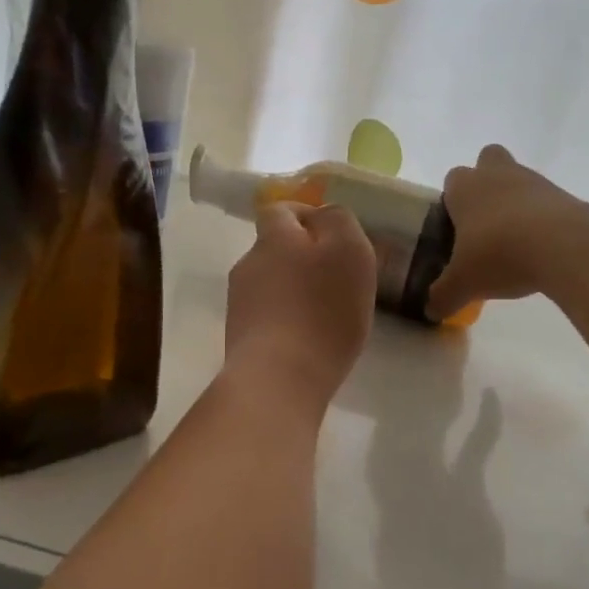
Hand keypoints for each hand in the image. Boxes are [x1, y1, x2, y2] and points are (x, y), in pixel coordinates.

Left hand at [225, 202, 375, 409]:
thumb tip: (322, 215)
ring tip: (325, 314)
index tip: (332, 236)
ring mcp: (239, 301)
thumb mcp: (349, 251)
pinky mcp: (239, 336)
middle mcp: (249, 263)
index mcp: (274, 237)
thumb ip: (338, 222)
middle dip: (302, 257)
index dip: (304, 216)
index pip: (280, 210)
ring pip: (271, 282)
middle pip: (275, 248)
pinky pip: (268, 315)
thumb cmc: (322, 309)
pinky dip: (287, 319)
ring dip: (295, 290)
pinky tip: (308, 340)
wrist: (278, 378)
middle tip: (337, 278)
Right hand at [426, 145, 588, 319]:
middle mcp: (496, 174)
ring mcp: (534, 181)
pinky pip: (547, 201)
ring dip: (516, 202)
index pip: (452, 180)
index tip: (456, 229)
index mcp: (464, 187)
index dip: (453, 201)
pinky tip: (541, 250)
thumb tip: (430, 311)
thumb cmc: (499, 253)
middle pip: (488, 161)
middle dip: (486, 183)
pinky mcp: (565, 195)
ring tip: (516, 242)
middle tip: (485, 221)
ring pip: (519, 180)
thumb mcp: (463, 283)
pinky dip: (543, 219)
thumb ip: (443, 296)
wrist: (565, 246)